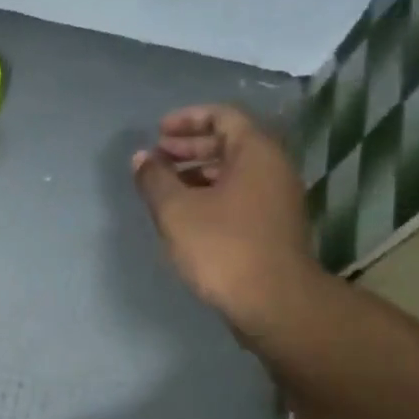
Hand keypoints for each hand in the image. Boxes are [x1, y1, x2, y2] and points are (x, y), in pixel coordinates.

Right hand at [131, 104, 324, 343]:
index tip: (158, 132)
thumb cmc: (223, 248)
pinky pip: (239, 196)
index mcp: (256, 152)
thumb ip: (155, 179)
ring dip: (198, 173)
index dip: (188, 119)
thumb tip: (142, 158)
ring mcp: (276, 199)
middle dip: (190, 147)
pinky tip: (186, 216)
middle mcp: (273, 168)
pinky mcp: (272, 227)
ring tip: (165, 188)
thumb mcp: (177, 211)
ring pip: (234, 172)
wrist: (273, 302)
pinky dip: (211, 195)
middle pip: (230, 143)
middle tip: (157, 159)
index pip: (223, 116)